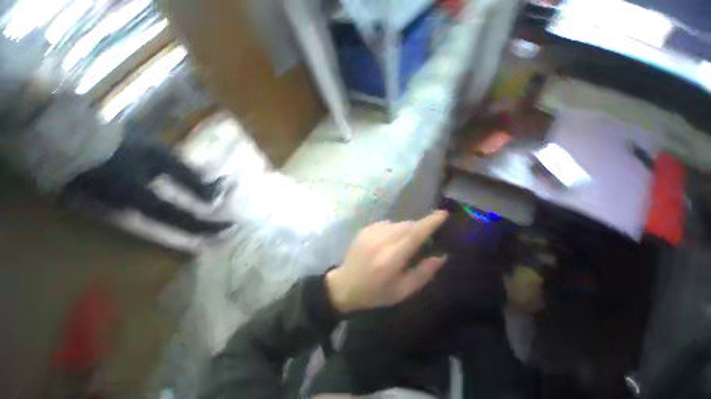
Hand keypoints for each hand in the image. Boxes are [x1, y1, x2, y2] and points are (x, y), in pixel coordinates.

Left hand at [326, 211, 448, 313]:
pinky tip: (387, 243)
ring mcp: (371, 232)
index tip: (443, 213)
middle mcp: (381, 240)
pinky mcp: (365, 229)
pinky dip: (393, 230)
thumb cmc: (375, 293)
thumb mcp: (402, 291)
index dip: (430, 222)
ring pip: (398, 224)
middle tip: (421, 242)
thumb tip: (441, 255)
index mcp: (391, 258)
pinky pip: (387, 224)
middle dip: (419, 229)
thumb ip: (423, 273)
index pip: (414, 235)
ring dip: (406, 230)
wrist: (344, 284)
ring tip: (401, 246)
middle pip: (407, 226)